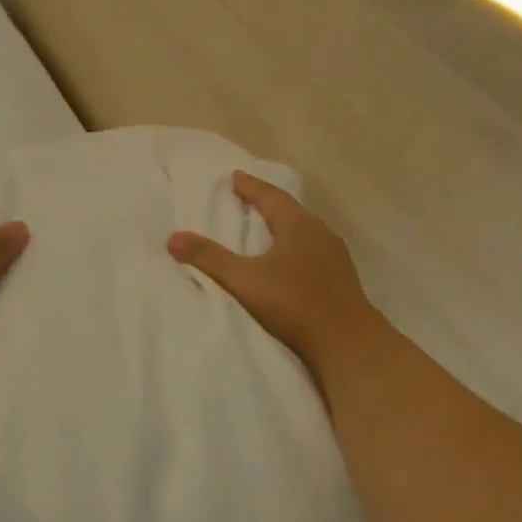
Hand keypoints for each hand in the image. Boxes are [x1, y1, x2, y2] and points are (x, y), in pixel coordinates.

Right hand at [168, 170, 386, 376]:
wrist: (348, 344)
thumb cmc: (294, 304)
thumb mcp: (244, 281)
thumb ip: (209, 259)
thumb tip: (173, 238)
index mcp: (299, 226)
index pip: (271, 196)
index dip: (251, 187)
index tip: (235, 177)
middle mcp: (321, 234)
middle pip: (291, 211)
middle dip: (268, 204)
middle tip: (248, 200)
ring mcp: (335, 258)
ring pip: (305, 233)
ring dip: (284, 228)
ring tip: (267, 230)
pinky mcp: (341, 281)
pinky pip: (314, 253)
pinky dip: (296, 250)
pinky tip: (290, 264)